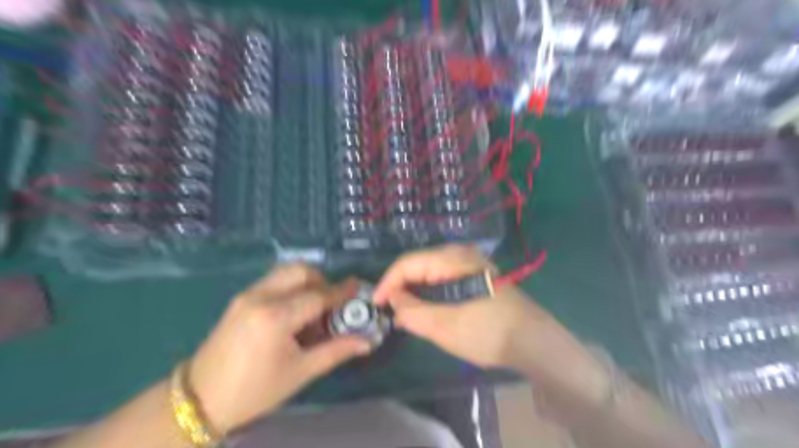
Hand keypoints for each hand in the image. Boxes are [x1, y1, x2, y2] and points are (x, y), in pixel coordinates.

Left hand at [190, 264, 373, 434]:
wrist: (199, 399)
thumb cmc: (254, 390)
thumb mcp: (300, 372)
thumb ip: (337, 351)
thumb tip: (368, 342)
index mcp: (276, 317)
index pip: (318, 295)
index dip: (341, 292)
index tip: (358, 288)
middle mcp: (261, 297)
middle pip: (301, 271)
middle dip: (322, 281)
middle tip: (332, 303)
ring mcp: (247, 294)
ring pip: (286, 271)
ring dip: (306, 281)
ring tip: (314, 307)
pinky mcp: (240, 298)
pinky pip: (274, 281)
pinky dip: (291, 287)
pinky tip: (294, 311)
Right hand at [374, 245, 555, 371]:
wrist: (532, 340)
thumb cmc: (488, 332)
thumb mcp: (444, 326)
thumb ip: (413, 312)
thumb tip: (394, 302)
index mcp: (452, 259)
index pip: (408, 263)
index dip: (388, 282)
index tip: (375, 303)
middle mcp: (460, 253)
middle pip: (419, 264)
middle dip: (400, 287)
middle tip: (389, 311)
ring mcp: (469, 262)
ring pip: (430, 271)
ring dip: (414, 290)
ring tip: (403, 313)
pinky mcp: (475, 274)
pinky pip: (443, 278)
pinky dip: (429, 292)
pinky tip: (424, 308)